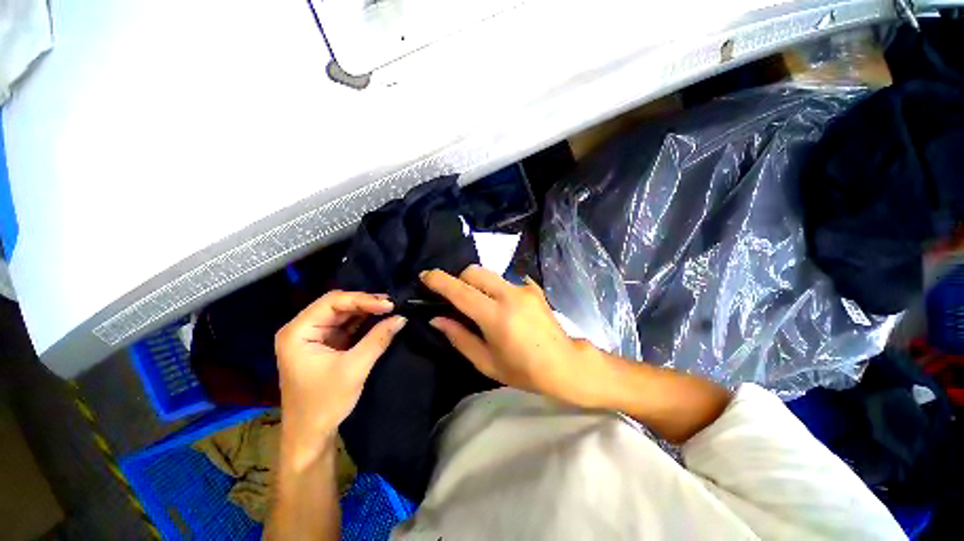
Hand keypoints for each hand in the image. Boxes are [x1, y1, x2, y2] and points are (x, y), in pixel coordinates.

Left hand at [275, 291, 405, 457]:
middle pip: (337, 305)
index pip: (332, 302)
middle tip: (391, 304)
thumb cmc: (325, 403)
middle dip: (365, 303)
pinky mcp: (325, 344)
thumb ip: (378, 339)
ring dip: (366, 311)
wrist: (311, 435)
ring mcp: (314, 336)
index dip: (362, 299)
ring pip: (343, 313)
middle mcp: (302, 329)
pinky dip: (364, 321)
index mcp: (298, 332)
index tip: (388, 304)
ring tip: (389, 308)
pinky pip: (346, 325)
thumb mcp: (354, 368)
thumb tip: (402, 317)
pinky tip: (379, 318)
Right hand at [421, 266, 613, 407]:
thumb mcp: (486, 362)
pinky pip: (506, 280)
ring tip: (481, 304)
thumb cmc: (523, 371)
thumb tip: (437, 319)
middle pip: (475, 271)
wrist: (565, 364)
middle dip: (460, 279)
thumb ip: (459, 337)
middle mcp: (510, 295)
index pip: (461, 291)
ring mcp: (524, 288)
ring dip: (478, 283)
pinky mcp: (534, 288)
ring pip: (490, 274)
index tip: (425, 276)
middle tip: (457, 298)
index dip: (439, 281)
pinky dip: (496, 288)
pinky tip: (503, 306)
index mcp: (496, 316)